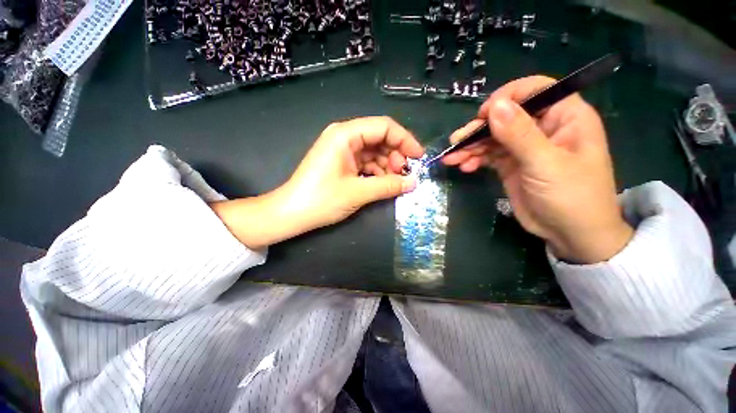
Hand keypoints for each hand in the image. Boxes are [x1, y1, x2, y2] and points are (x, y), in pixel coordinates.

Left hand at [212, 116, 423, 248]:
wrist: (291, 213)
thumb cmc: (321, 200)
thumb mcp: (358, 192)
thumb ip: (388, 185)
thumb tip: (414, 183)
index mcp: (345, 135)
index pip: (383, 127)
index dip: (405, 140)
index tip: (419, 157)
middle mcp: (344, 137)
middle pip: (380, 138)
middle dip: (396, 155)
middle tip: (405, 175)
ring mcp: (342, 150)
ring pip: (374, 152)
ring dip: (388, 166)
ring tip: (395, 182)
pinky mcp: (342, 163)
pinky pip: (366, 162)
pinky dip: (377, 172)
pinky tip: (383, 184)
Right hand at [444, 76, 632, 263]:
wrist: (570, 234)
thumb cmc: (571, 196)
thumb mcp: (545, 164)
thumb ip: (519, 134)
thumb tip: (494, 105)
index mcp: (564, 117)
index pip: (534, 90)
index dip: (506, 97)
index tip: (483, 116)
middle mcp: (543, 128)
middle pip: (505, 116)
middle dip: (478, 129)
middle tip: (456, 143)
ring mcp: (524, 148)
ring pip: (492, 138)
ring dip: (470, 147)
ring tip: (452, 159)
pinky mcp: (511, 165)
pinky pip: (488, 155)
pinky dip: (474, 159)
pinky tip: (464, 167)